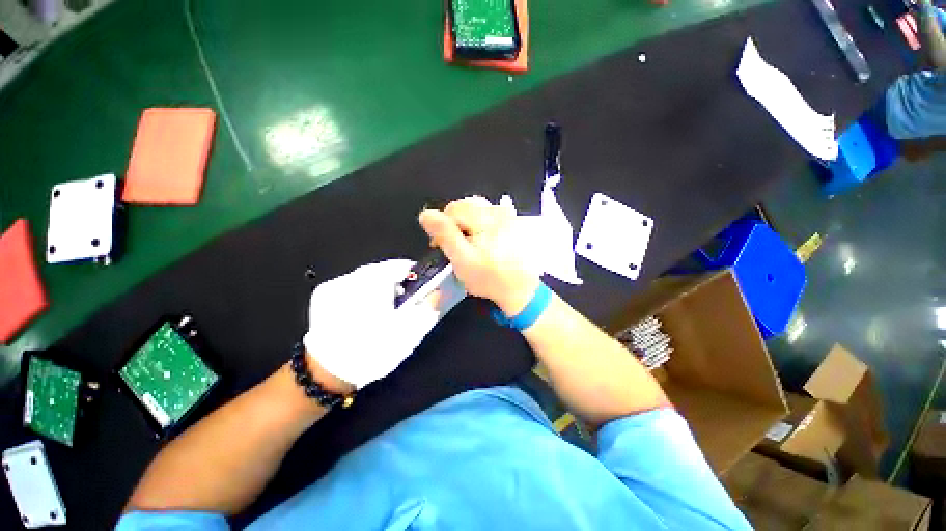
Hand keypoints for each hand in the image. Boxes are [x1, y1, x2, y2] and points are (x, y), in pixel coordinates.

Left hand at [302, 259, 440, 389]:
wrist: (326, 373)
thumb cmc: (373, 350)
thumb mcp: (409, 333)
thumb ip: (427, 308)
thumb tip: (437, 292)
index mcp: (375, 282)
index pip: (401, 266)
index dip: (414, 276)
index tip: (418, 288)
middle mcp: (353, 276)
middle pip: (383, 270)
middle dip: (395, 283)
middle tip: (401, 304)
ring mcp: (335, 284)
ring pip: (366, 277)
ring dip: (377, 288)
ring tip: (380, 310)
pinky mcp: (323, 294)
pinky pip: (350, 285)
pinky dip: (360, 293)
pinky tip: (360, 313)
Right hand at [419, 196, 540, 316]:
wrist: (520, 290)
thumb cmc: (489, 278)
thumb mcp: (463, 259)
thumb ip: (444, 235)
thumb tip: (426, 214)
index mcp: (484, 218)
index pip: (453, 209)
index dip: (441, 225)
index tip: (438, 245)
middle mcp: (497, 211)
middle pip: (465, 206)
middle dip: (454, 223)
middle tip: (452, 245)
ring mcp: (507, 216)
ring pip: (476, 210)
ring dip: (466, 223)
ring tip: (465, 243)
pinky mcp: (511, 223)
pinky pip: (489, 215)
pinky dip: (479, 225)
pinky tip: (480, 240)